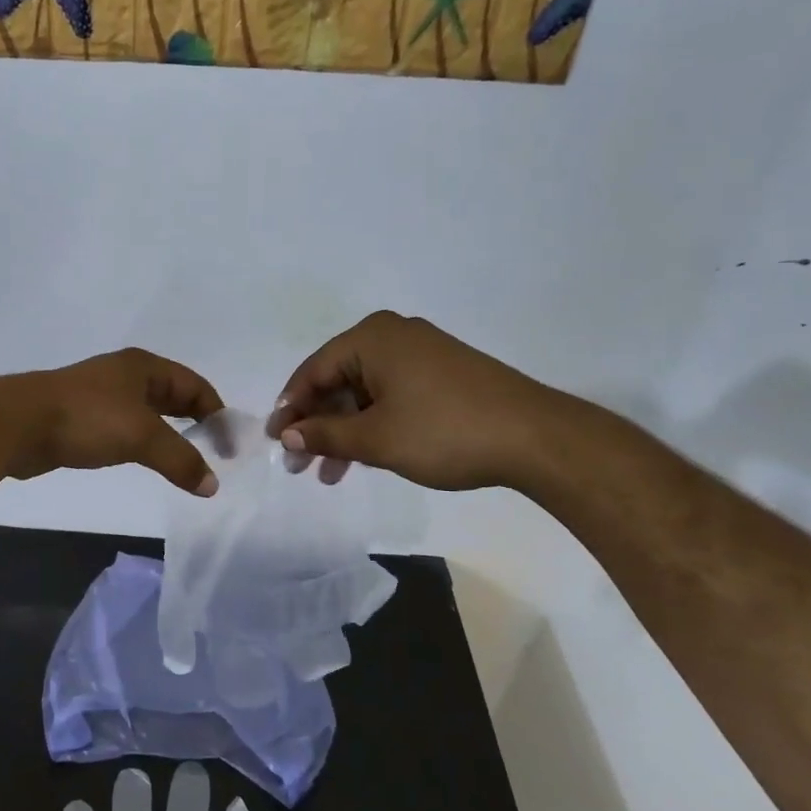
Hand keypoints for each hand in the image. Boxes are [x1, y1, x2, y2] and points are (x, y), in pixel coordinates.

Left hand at [4, 348, 224, 494]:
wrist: (19, 424)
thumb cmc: (87, 419)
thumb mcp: (142, 436)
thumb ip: (181, 460)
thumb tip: (212, 485)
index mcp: (144, 367)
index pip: (195, 386)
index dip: (217, 414)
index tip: (229, 448)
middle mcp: (125, 375)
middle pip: (173, 396)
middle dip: (195, 422)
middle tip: (213, 454)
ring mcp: (101, 395)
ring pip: (147, 414)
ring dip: (168, 435)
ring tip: (183, 462)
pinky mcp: (81, 417)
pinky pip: (124, 428)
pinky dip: (142, 443)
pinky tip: (142, 460)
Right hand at [265, 311, 573, 490]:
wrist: (535, 437)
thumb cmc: (443, 431)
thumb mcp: (375, 439)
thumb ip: (324, 435)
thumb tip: (287, 434)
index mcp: (371, 339)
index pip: (313, 371)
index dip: (290, 409)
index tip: (274, 442)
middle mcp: (393, 336)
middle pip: (337, 381)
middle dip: (316, 425)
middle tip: (298, 465)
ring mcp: (420, 353)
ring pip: (364, 392)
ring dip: (343, 431)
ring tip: (329, 473)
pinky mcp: (441, 373)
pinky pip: (390, 395)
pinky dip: (372, 424)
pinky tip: (364, 456)